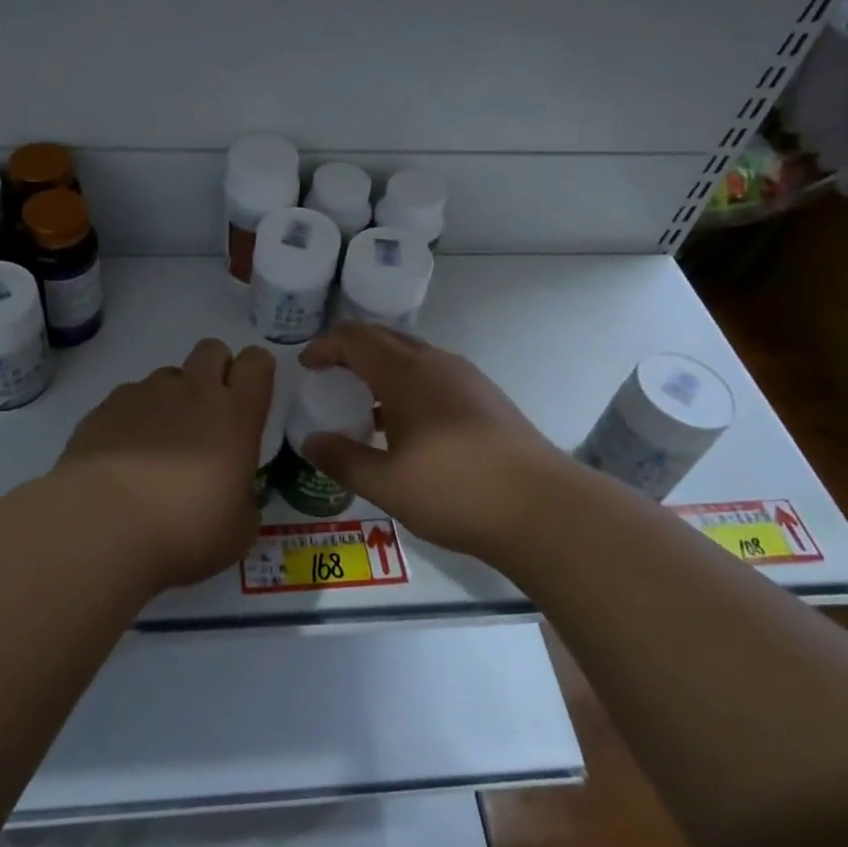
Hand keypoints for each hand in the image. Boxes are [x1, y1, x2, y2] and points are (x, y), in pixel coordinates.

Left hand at [54, 339, 275, 590]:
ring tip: (158, 445)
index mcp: (236, 415)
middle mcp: (193, 391)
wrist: (103, 527)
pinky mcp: (105, 406)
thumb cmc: (185, 532)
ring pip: (168, 374)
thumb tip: (232, 495)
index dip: (256, 373)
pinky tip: (123, 456)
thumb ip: (243, 500)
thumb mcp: (238, 530)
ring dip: (171, 398)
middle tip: (207, 416)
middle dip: (214, 371)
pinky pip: (129, 397)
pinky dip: (133, 418)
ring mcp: (145, 393)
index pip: (257, 362)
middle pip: (212, 349)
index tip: (249, 400)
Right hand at [297, 324, 579, 561]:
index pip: (355, 338)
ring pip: (412, 356)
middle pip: (384, 338)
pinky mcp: (486, 397)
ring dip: (381, 367)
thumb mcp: (386, 483)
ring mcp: (466, 378)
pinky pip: (434, 374)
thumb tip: (310, 442)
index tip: (305, 365)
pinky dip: (407, 384)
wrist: (542, 508)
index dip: (325, 346)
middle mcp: (436, 363)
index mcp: (406, 373)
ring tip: (363, 402)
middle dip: (351, 350)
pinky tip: (406, 425)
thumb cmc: (455, 490)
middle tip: (328, 375)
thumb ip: (342, 460)